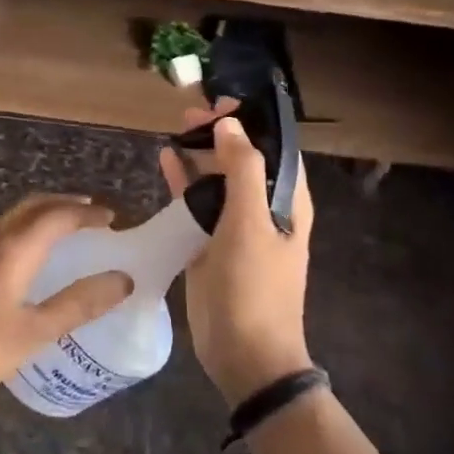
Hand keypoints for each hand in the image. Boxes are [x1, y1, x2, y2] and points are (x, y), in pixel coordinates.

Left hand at [0, 195, 130, 415]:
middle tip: (93, 214)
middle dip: (65, 204)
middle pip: (32, 206)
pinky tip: (29, 257)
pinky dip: (24, 231)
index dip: (87, 213)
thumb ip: (78, 305)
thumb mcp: (32, 334)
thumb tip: (122, 280)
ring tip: (67, 231)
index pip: (57, 216)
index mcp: (12, 250)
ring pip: (12, 218)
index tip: (112, 218)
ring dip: (43, 215)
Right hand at [160, 102, 314, 405]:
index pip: (275, 148)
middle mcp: (264, 209)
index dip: (253, 121)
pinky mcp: (210, 243)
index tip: (224, 99)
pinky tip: (166, 159)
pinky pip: (197, 203)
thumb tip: (231, 124)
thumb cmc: (255, 288)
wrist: (244, 354)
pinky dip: (184, 181)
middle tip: (191, 112)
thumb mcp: (251, 224)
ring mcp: (236, 226)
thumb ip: (242, 170)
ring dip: (201, 153)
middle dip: (221, 133)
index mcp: (287, 202)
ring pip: (218, 178)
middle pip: (243, 159)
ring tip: (177, 127)